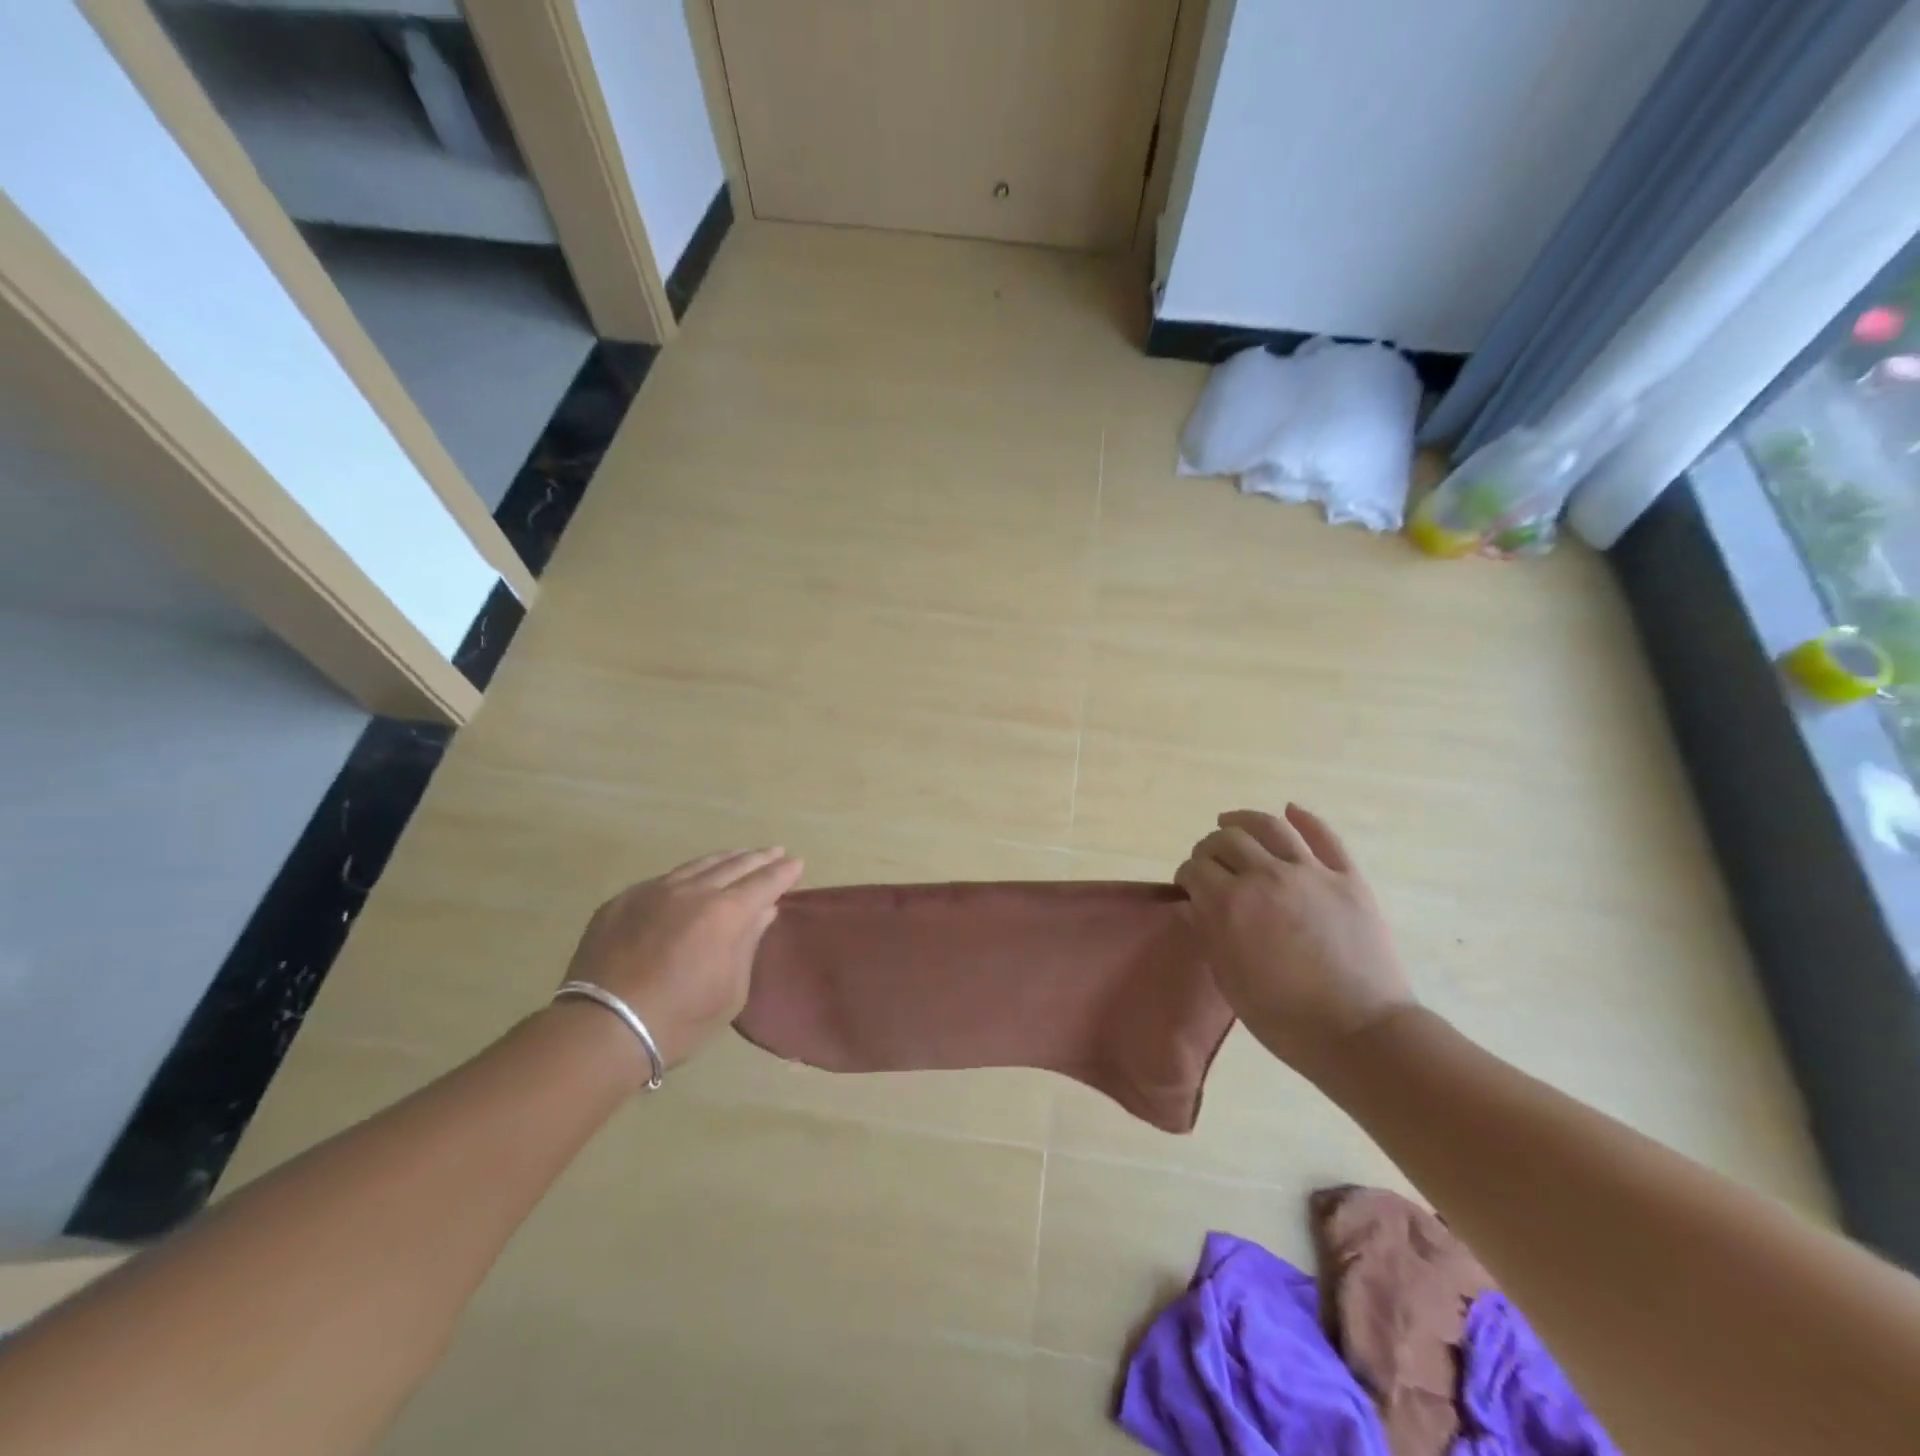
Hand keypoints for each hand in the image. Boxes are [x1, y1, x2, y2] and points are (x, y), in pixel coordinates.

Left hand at [561, 847, 803, 1069]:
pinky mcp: (622, 900)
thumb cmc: (679, 1020)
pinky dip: (688, 875)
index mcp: (725, 913)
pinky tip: (692, 879)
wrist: (602, 1029)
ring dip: (725, 859)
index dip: (783, 872)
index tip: (797, 863)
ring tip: (740, 856)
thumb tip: (762, 913)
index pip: (764, 881)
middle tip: (775, 852)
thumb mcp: (730, 991)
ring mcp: (653, 891)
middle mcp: (692, 891)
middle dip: (759, 858)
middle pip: (734, 865)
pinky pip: (665, 879)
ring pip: (698, 865)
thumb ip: (747, 945)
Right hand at [1175, 806, 1413, 1076]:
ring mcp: (1310, 872)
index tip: (1189, 885)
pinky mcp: (1348, 877)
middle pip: (1226, 840)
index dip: (1187, 875)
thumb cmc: (1283, 1017)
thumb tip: (1197, 902)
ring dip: (1244, 819)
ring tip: (1231, 820)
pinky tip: (1290, 811)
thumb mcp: (1228, 978)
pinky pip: (1324, 836)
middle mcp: (1265, 876)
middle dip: (1209, 847)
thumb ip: (1209, 931)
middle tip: (1209, 861)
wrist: (1359, 1033)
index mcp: (1229, 904)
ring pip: (1269, 827)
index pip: (1195, 869)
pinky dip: (1305, 818)